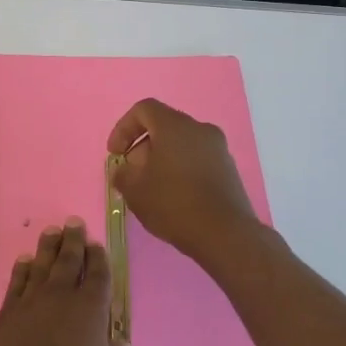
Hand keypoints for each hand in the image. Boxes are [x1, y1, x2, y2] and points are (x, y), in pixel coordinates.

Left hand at [0, 220, 123, 345]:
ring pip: (40, 265)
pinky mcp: (5, 315)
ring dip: (48, 247)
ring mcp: (29, 303)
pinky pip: (16, 282)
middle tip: (74, 223)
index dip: (99, 258)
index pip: (98, 275)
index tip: (97, 245)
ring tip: (51, 232)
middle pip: (68, 261)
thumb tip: (118, 340)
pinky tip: (24, 260)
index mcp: (90, 312)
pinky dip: (21, 269)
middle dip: (73, 240)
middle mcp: (59, 298)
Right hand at [107, 98, 260, 266]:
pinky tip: (174, 197)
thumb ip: (122, 174)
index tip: (115, 154)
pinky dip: (181, 169)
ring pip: (181, 144)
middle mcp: (200, 129)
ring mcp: (218, 149)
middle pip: (163, 127)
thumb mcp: (134, 190)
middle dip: (142, 147)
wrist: (225, 235)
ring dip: (161, 160)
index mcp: (175, 126)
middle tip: (132, 174)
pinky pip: (197, 159)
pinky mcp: (229, 169)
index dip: (123, 128)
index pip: (144, 110)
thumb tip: (124, 170)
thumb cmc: (174, 204)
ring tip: (151, 189)